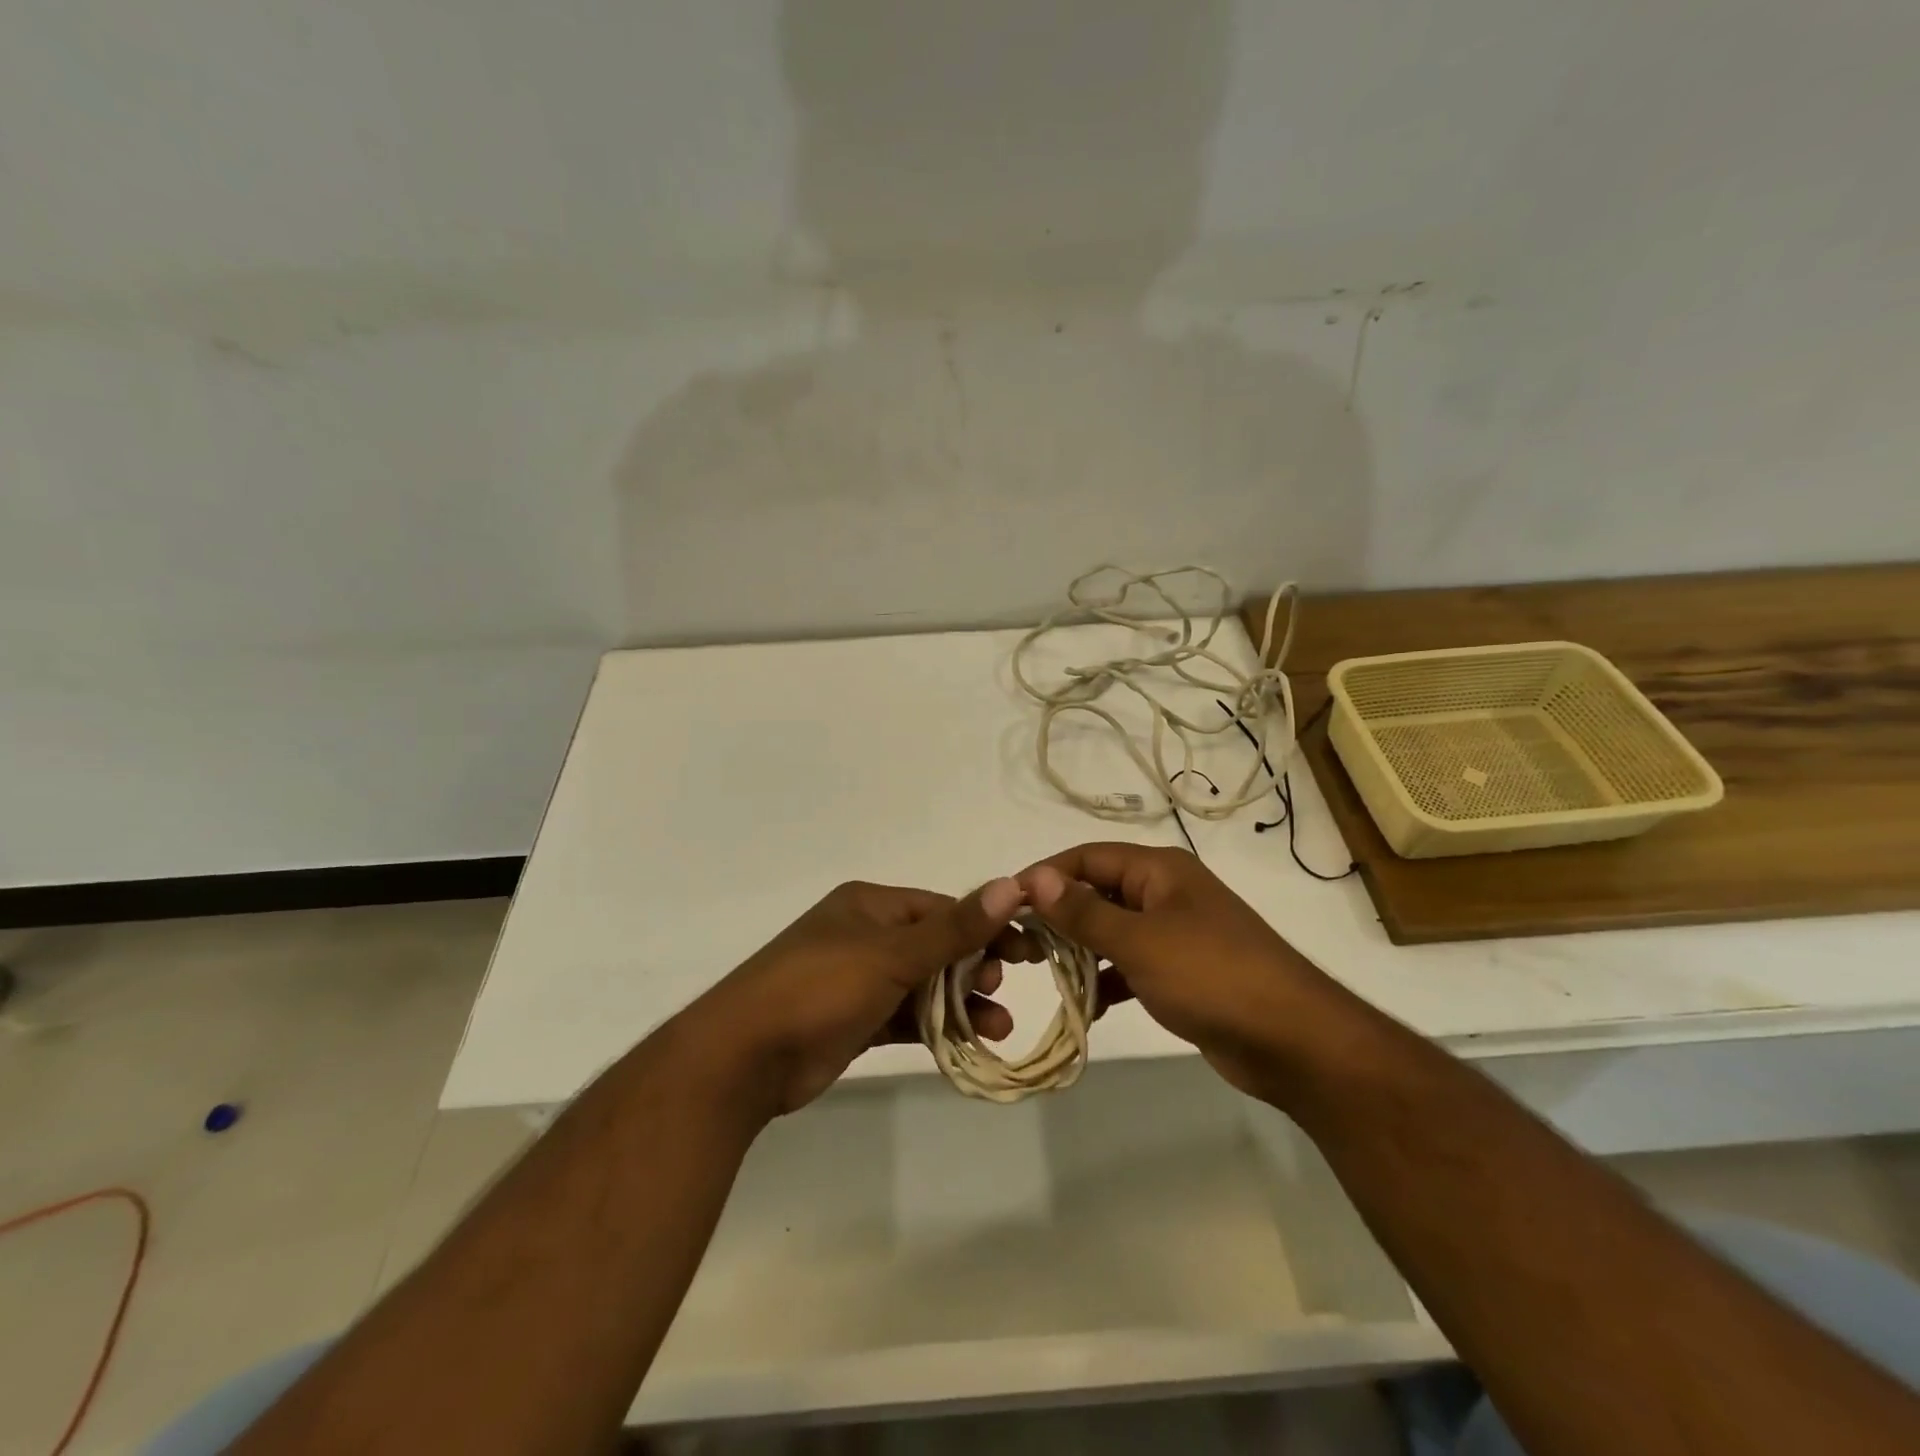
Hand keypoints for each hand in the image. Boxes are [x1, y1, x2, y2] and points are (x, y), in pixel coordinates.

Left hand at [682, 877, 1026, 1116]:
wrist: (744, 1057)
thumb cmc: (821, 988)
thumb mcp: (892, 954)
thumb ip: (954, 928)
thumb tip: (1011, 886)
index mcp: (871, 905)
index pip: (942, 909)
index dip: (985, 927)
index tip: (1025, 952)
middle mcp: (865, 935)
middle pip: (935, 947)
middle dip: (974, 969)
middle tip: (1002, 991)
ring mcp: (858, 980)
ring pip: (924, 986)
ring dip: (961, 1004)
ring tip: (997, 1030)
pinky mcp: (854, 1020)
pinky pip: (906, 1016)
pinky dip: (935, 1027)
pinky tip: (967, 1044)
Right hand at [1016, 843, 1339, 1101]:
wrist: (1293, 1040)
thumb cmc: (1211, 975)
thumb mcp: (1139, 941)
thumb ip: (1084, 912)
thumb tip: (1035, 878)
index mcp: (1159, 870)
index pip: (1089, 857)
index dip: (1047, 874)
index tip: (1007, 901)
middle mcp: (1166, 893)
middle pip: (1100, 891)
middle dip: (1060, 914)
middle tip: (1019, 943)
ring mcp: (1177, 933)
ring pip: (1114, 930)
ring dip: (1081, 948)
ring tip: (1043, 971)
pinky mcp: (1184, 972)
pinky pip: (1132, 965)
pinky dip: (1108, 979)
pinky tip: (1087, 1006)